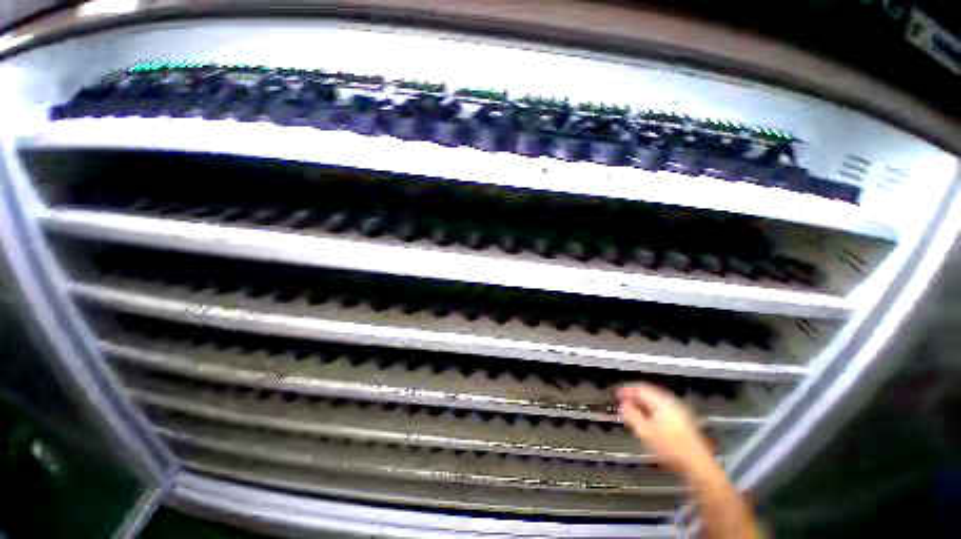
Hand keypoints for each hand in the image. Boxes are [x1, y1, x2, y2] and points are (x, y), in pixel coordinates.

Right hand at [617, 382, 716, 478]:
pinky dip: (651, 410)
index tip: (617, 394)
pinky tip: (647, 419)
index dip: (627, 390)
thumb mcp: (645, 432)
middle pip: (649, 393)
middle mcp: (673, 404)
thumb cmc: (671, 449)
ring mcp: (680, 413)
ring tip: (633, 410)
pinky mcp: (684, 422)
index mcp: (663, 402)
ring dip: (643, 403)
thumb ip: (631, 415)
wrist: (698, 466)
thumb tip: (623, 405)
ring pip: (656, 401)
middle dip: (635, 396)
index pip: (640, 389)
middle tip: (623, 400)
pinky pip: (663, 409)